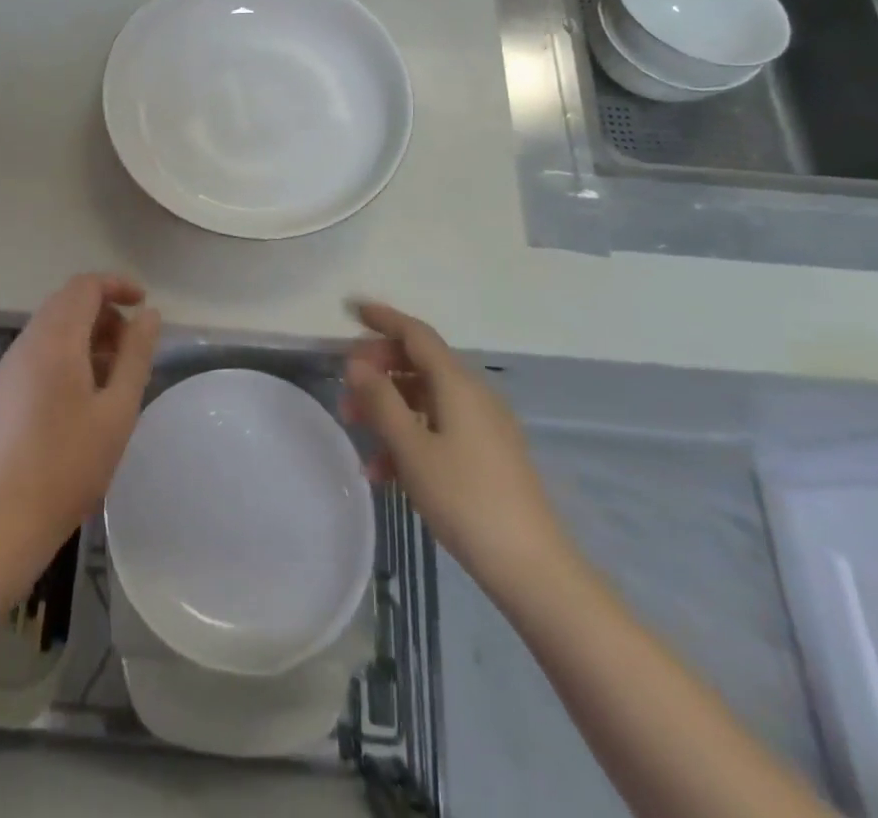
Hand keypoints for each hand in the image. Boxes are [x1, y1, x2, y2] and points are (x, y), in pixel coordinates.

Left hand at [0, 274, 160, 544]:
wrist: (5, 520)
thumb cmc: (72, 464)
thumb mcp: (119, 409)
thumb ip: (136, 354)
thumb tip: (149, 315)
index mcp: (56, 341)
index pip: (84, 286)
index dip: (116, 286)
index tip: (142, 305)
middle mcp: (24, 345)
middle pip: (64, 305)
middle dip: (102, 315)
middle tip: (129, 349)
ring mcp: (2, 370)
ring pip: (46, 333)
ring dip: (80, 339)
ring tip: (106, 380)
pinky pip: (29, 360)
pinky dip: (57, 360)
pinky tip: (70, 405)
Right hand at [344, 301, 574, 594]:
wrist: (532, 567)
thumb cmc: (465, 499)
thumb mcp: (412, 448)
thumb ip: (381, 401)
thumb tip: (356, 363)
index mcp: (457, 383)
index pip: (415, 333)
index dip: (383, 318)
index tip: (350, 310)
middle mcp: (473, 394)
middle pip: (418, 363)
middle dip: (378, 371)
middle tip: (345, 389)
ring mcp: (483, 425)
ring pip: (425, 399)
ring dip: (388, 407)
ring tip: (356, 432)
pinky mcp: (486, 454)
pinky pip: (438, 427)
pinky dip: (408, 436)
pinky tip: (383, 471)